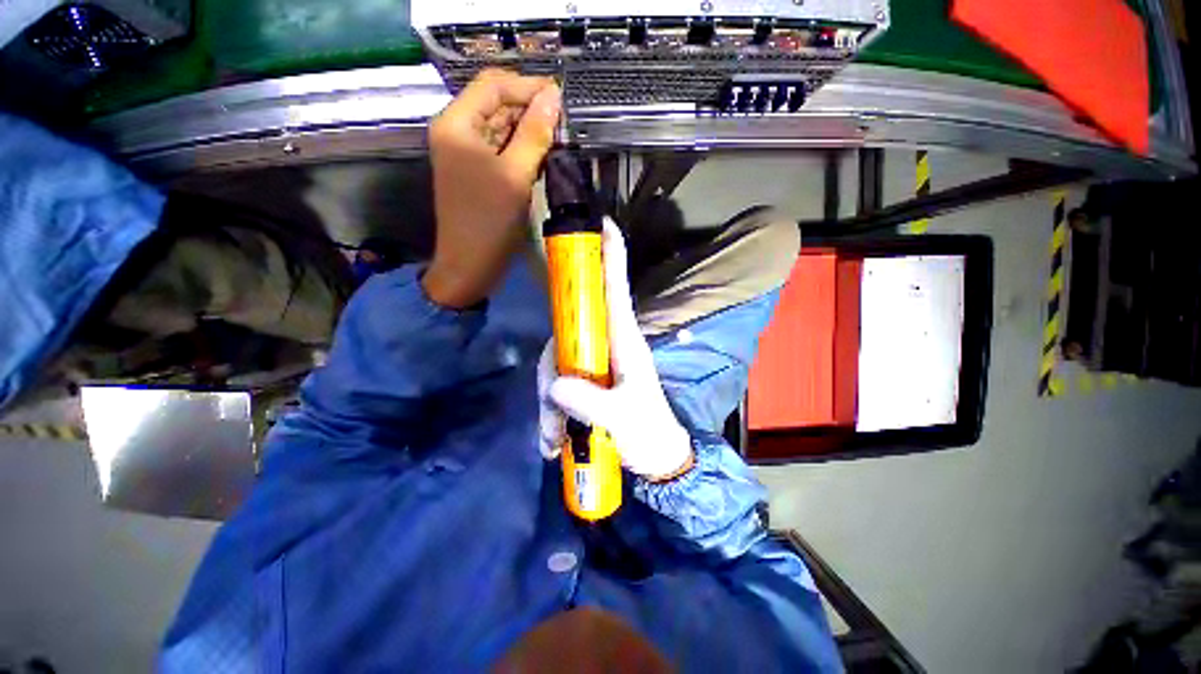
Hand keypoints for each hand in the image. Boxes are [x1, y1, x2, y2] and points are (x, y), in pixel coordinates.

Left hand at [424, 70, 561, 307]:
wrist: (470, 264)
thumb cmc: (489, 221)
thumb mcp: (515, 175)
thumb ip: (534, 133)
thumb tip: (553, 96)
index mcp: (457, 124)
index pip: (494, 85)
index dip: (528, 87)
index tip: (561, 99)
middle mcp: (457, 131)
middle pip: (496, 103)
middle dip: (529, 109)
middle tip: (562, 124)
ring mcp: (467, 153)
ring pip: (501, 127)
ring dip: (528, 130)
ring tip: (557, 140)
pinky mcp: (477, 172)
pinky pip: (501, 149)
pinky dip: (521, 149)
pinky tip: (541, 156)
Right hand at [538, 218, 694, 481]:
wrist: (654, 455)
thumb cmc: (648, 431)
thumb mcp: (624, 420)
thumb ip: (591, 403)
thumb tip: (556, 385)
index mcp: (625, 341)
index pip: (616, 290)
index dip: (611, 257)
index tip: (604, 225)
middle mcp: (607, 343)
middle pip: (566, 331)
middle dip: (553, 372)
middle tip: (552, 422)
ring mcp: (594, 361)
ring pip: (557, 361)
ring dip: (549, 404)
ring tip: (553, 440)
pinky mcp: (585, 379)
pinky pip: (557, 382)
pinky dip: (551, 411)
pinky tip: (552, 440)